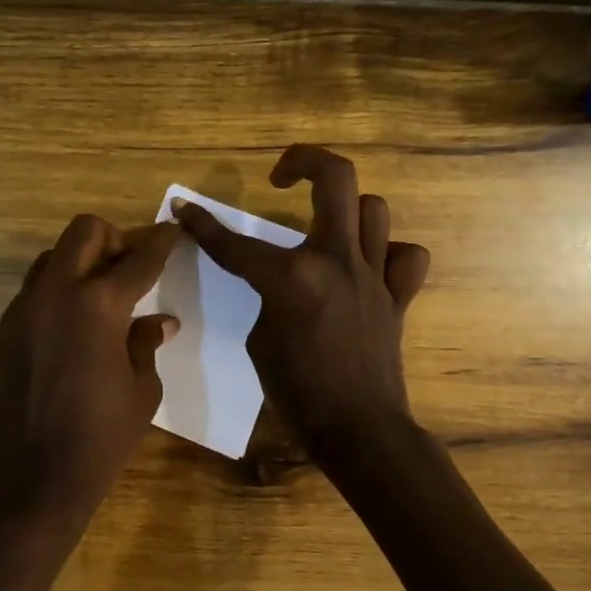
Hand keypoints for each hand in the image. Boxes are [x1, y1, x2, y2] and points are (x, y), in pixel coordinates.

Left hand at [0, 216, 179, 527]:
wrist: (33, 476)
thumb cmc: (101, 436)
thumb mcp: (142, 389)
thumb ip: (147, 343)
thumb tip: (160, 321)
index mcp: (98, 304)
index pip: (138, 259)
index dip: (160, 242)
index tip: (171, 230)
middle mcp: (56, 293)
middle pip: (84, 232)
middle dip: (113, 239)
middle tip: (128, 267)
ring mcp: (22, 310)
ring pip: (51, 259)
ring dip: (79, 265)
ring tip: (97, 300)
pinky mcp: (2, 333)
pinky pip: (32, 296)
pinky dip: (56, 298)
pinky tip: (68, 334)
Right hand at [173, 145, 429, 454]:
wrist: (359, 430)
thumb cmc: (298, 394)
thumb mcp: (260, 341)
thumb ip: (267, 299)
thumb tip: (278, 282)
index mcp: (292, 278)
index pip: (235, 244)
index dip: (202, 225)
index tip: (185, 209)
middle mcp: (336, 261)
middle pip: (336, 178)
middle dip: (304, 160)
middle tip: (282, 175)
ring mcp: (373, 274)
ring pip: (373, 208)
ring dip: (346, 208)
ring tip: (324, 226)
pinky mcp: (398, 295)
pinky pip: (405, 256)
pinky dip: (390, 253)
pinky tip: (369, 265)